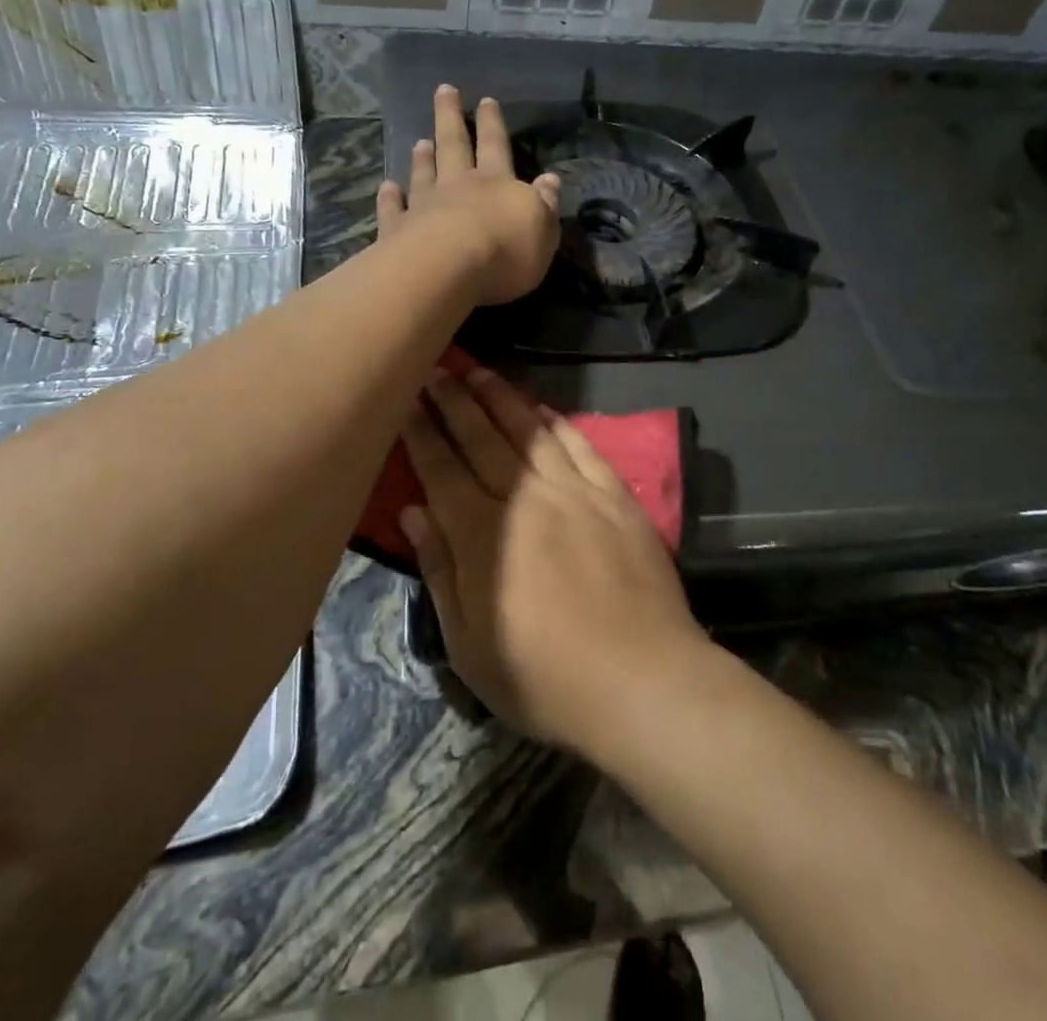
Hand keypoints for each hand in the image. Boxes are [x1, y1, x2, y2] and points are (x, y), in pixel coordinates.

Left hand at [376, 85, 560, 306]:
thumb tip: (550, 179)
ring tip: (419, 141)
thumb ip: (545, 203)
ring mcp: (424, 206)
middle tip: (444, 90)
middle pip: (454, 145)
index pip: (496, 146)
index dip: (492, 124)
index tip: (486, 100)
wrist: (447, 269)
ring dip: (422, 158)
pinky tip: (387, 187)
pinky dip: (390, 197)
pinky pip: (393, 209)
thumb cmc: (505, 251)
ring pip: (424, 174)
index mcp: (496, 183)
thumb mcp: (542, 229)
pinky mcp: (397, 230)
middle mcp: (458, 186)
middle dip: (450, 117)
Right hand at [398, 367, 710, 756]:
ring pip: (528, 431)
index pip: (441, 468)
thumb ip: (440, 571)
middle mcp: (525, 497)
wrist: (642, 679)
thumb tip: (412, 512)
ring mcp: (575, 490)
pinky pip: (580, 445)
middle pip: (481, 438)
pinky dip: (556, 422)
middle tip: (435, 367)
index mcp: (482, 533)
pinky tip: (542, 409)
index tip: (405, 399)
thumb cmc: (544, 677)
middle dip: (454, 400)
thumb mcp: (469, 644)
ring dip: (500, 398)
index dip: (421, 431)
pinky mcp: (615, 495)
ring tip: (478, 371)